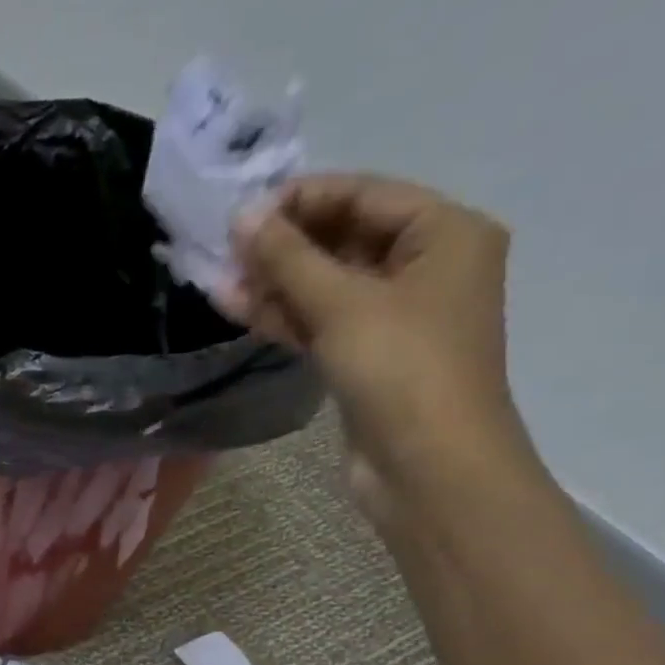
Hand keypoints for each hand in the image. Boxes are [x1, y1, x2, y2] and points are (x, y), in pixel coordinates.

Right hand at [223, 173, 533, 519]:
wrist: (428, 467)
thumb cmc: (401, 370)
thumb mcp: (343, 304)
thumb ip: (289, 259)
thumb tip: (243, 216)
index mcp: (445, 233)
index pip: (364, 196)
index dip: (302, 200)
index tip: (242, 214)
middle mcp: (426, 267)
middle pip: (344, 240)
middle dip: (284, 247)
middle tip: (225, 253)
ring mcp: (396, 317)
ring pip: (328, 286)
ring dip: (277, 285)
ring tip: (219, 284)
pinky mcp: (368, 358)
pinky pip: (323, 323)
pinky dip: (286, 317)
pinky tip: (240, 310)